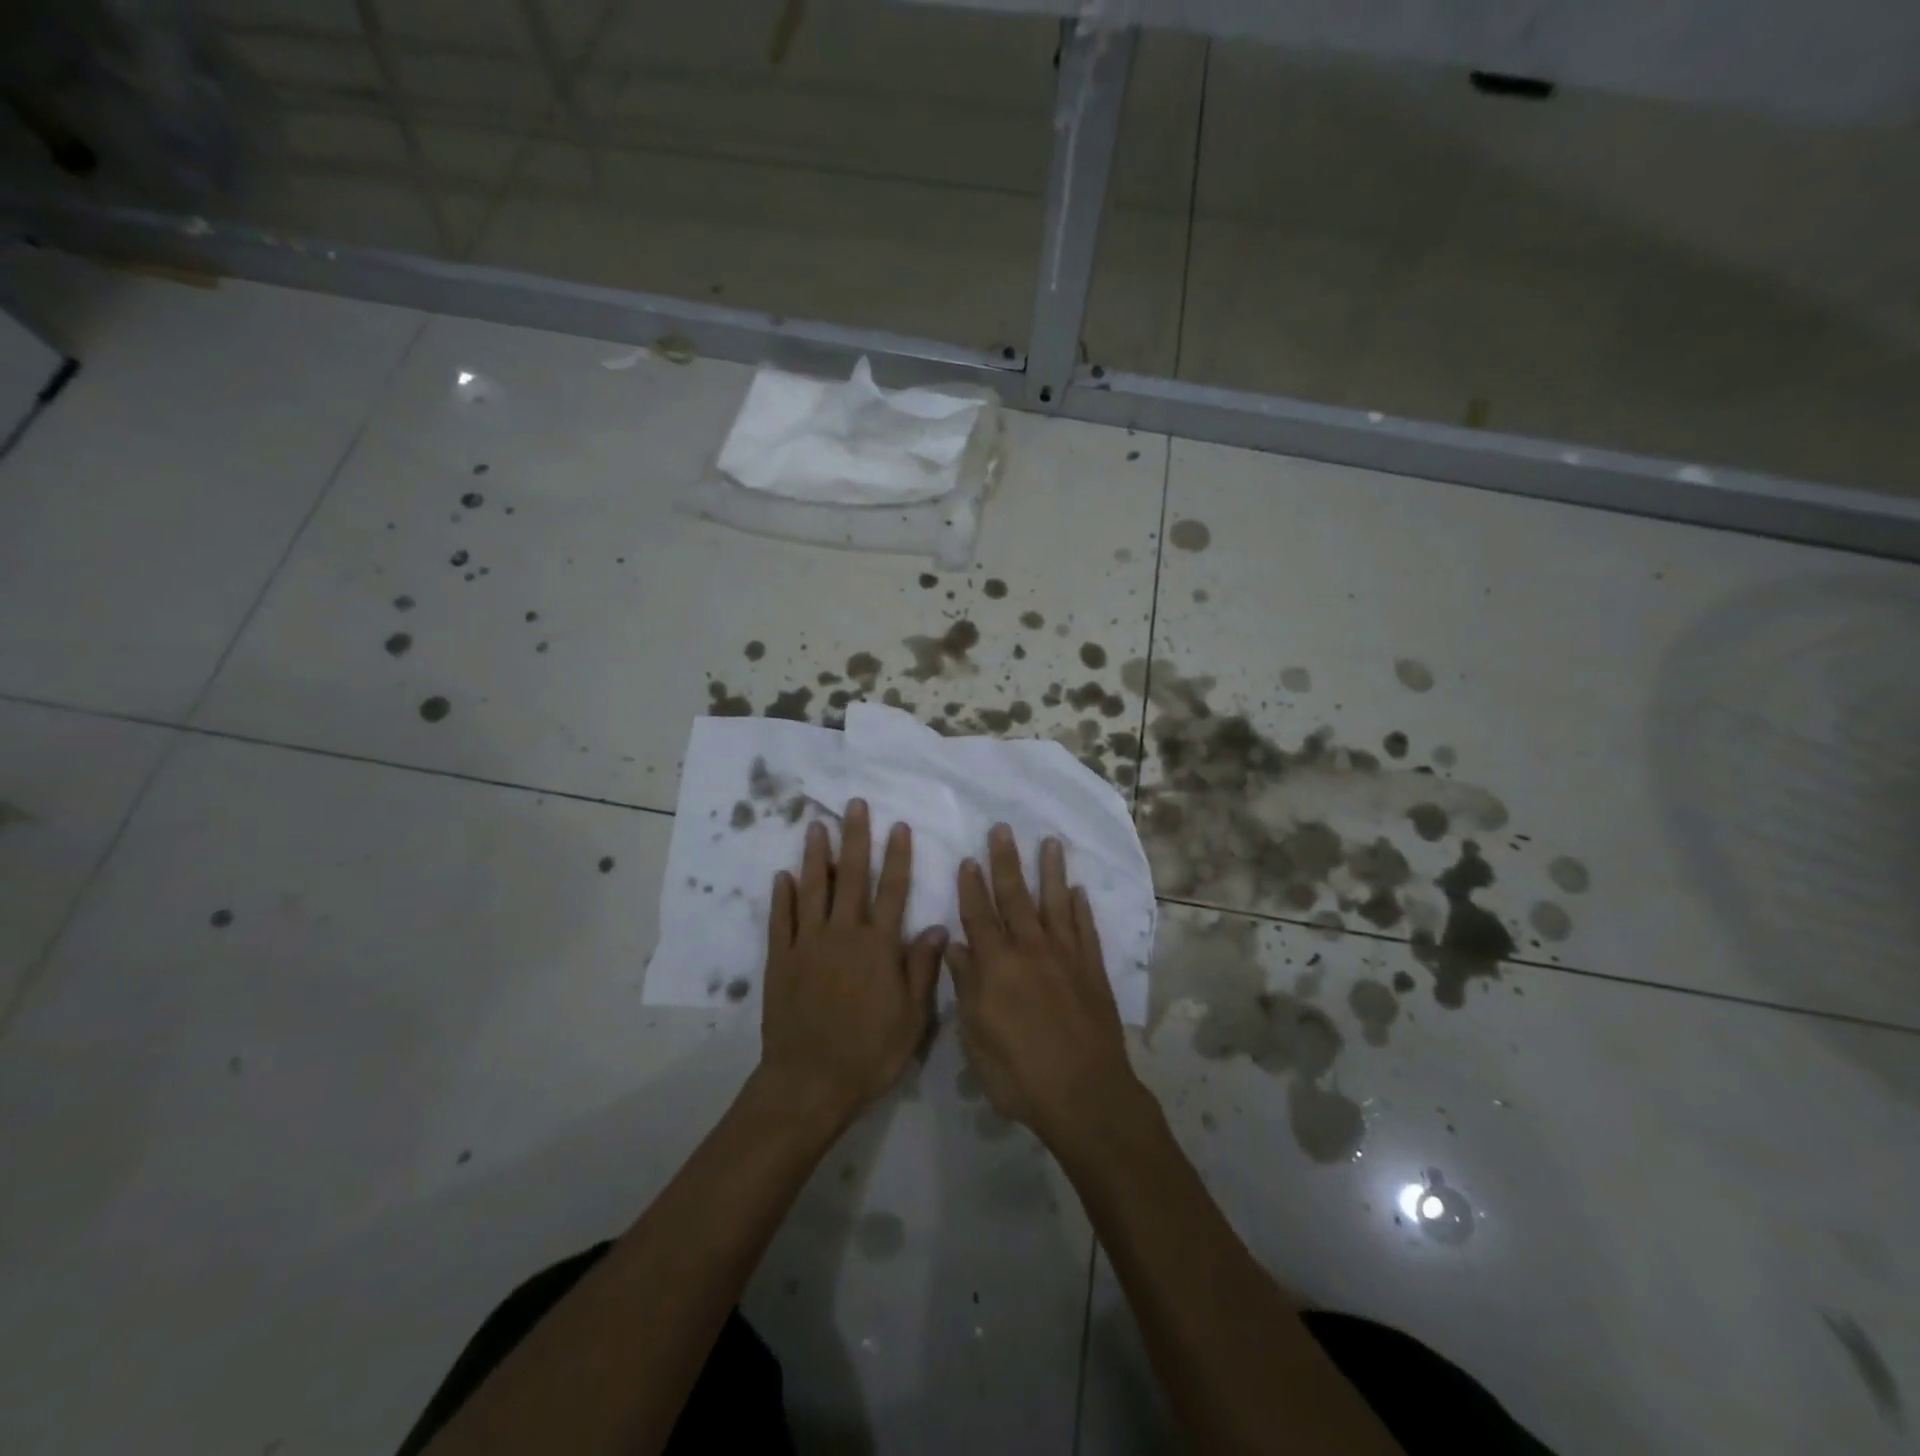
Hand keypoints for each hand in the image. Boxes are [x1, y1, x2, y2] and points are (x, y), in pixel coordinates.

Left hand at [757, 800, 946, 1130]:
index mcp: (878, 947)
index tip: (898, 826)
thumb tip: (939, 927)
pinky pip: (780, 920)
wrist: (809, 1082)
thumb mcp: (912, 1017)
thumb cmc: (869, 1052)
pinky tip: (783, 876)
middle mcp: (843, 935)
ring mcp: (807, 945)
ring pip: (812, 890)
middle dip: (855, 839)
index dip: (896, 857)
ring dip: (816, 856)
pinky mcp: (780, 961)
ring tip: (816, 826)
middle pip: (851, 878)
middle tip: (853, 806)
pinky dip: (782, 896)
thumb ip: (922, 968)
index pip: (892, 891)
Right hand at [948, 825, 1140, 1147]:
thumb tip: (957, 946)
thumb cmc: (1019, 1074)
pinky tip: (1079, 891)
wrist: (1085, 1095)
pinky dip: (1082, 908)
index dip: (972, 887)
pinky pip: (1086, 930)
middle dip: (1006, 861)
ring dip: (1050, 871)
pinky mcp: (1093, 970)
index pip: (979, 916)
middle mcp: (1031, 950)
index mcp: (997, 966)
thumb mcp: (977, 1037)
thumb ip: (966, 987)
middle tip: (1002, 829)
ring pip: (1055, 903)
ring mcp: (1066, 957)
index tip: (968, 859)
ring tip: (1050, 842)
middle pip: (1015, 897)